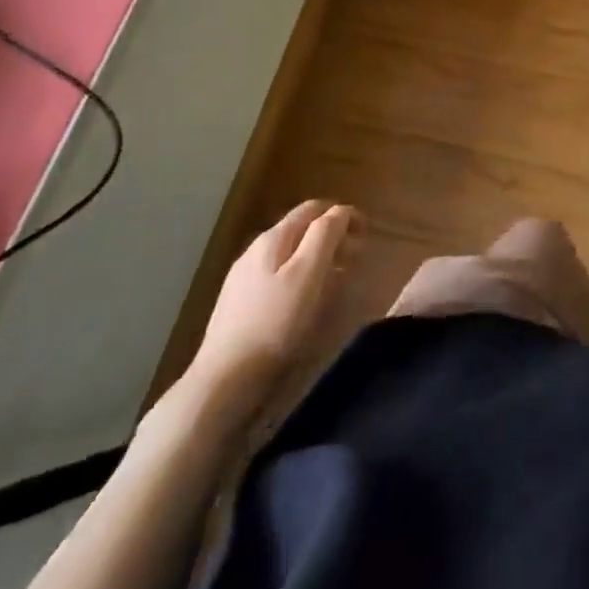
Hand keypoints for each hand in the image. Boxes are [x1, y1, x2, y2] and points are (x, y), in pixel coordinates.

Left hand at [186, 201, 362, 406]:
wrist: (223, 380)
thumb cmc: (274, 323)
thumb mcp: (308, 273)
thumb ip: (325, 235)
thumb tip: (340, 211)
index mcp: (274, 237)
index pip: (314, 208)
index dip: (343, 214)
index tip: (365, 234)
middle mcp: (255, 249)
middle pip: (300, 228)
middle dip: (331, 235)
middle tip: (355, 257)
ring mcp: (243, 277)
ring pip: (288, 252)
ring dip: (317, 256)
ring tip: (336, 278)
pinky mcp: (238, 303)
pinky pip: (277, 275)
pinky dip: (300, 275)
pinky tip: (304, 299)